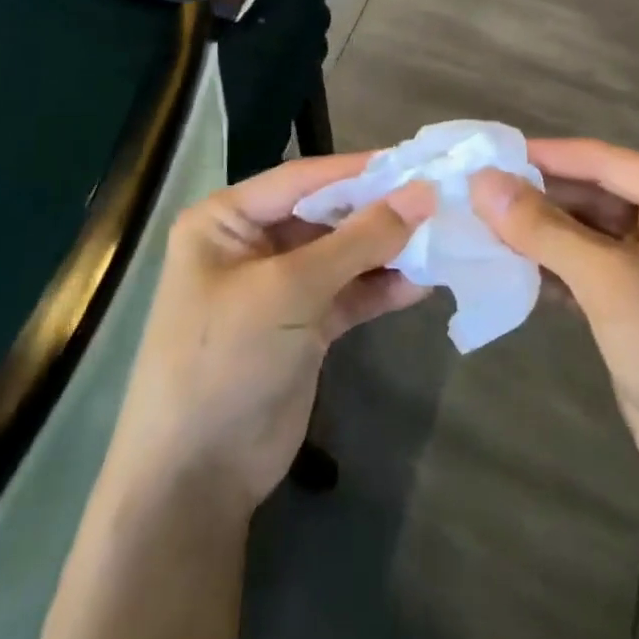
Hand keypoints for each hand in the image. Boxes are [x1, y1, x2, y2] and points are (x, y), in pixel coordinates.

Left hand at [110, 154, 434, 515]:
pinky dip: (381, 288)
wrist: (197, 479)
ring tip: (441, 239)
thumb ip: (359, 239)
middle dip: (379, 212)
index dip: (360, 169)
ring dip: (387, 250)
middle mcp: (252, 244)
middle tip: (440, 200)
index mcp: (227, 220)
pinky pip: (349, 293)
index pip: (303, 178)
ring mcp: (280, 287)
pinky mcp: (304, 325)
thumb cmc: (227, 360)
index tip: (418, 160)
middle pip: (327, 214)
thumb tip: (423, 193)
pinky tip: (423, 283)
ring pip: (343, 254)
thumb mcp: (291, 290)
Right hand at [472, 140, 638, 504]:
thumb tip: (481, 181)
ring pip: (585, 231)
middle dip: (536, 199)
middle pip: (592, 193)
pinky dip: (552, 267)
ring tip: (479, 228)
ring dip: (539, 234)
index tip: (483, 153)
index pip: (603, 160)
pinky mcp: (638, 299)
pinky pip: (587, 266)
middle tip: (472, 196)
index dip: (543, 156)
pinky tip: (508, 268)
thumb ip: (543, 229)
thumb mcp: (610, 284)